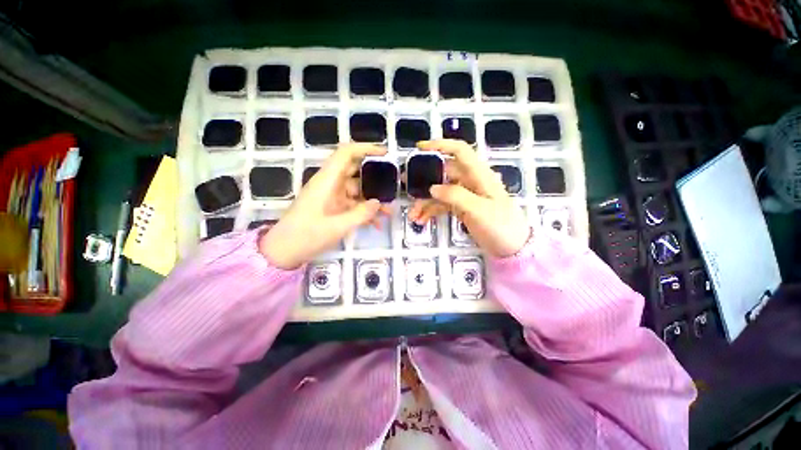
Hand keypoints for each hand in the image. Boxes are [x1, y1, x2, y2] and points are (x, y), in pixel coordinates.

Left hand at [260, 143, 388, 268]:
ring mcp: (332, 197)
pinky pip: (353, 205)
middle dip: (375, 179)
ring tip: (389, 212)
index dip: (365, 149)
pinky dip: (364, 212)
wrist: (284, 251)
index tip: (385, 154)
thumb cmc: (306, 236)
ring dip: (372, 200)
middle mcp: (330, 185)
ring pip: (357, 191)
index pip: (346, 154)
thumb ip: (361, 214)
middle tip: (392, 187)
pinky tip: (377, 224)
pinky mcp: (333, 208)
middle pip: (356, 172)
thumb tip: (378, 203)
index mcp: (327, 181)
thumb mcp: (337, 227)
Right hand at [408, 140, 529, 257]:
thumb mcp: (479, 210)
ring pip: (440, 192)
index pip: (460, 151)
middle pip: (443, 174)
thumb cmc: (501, 226)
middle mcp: (470, 182)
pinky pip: (442, 205)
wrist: (512, 248)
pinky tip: (421, 220)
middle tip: (407, 186)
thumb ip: (456, 196)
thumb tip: (432, 188)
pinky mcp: (461, 209)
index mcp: (479, 175)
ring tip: (413, 215)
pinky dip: (431, 211)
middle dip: (424, 180)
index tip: (420, 147)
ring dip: (425, 201)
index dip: (440, 145)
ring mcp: (465, 196)